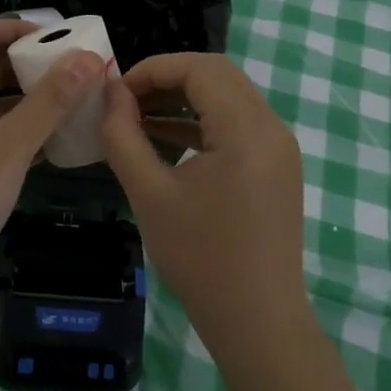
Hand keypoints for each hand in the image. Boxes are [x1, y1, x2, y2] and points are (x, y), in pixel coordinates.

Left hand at [0, 20, 104, 294]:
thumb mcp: (10, 145)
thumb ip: (49, 101)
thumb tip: (87, 57)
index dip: (15, 28)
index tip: (57, 39)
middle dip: (30, 64)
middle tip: (74, 72)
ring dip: (29, 99)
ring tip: (71, 105)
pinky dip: (21, 131)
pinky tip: (51, 145)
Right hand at [101, 53, 309, 352]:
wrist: (258, 323)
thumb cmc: (200, 258)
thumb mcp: (148, 193)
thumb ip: (123, 135)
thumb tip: (111, 92)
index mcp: (246, 130)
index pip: (200, 68)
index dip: (153, 69)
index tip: (116, 92)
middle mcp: (272, 128)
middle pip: (217, 75)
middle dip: (168, 80)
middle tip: (127, 102)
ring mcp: (279, 148)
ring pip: (228, 97)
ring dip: (184, 100)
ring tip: (138, 119)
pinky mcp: (277, 167)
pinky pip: (237, 125)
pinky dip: (201, 123)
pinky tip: (165, 141)